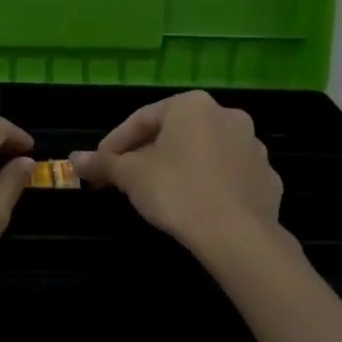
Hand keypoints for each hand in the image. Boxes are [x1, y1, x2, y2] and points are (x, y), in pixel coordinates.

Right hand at [70, 91, 284, 255]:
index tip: (99, 165)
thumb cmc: (177, 192)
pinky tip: (195, 206)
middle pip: (175, 133)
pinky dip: (209, 185)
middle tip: (126, 179)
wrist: (238, 236)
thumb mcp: (130, 176)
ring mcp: (253, 147)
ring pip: (204, 152)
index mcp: (192, 105)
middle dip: (148, 154)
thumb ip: (102, 163)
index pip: (142, 118)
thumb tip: (74, 159)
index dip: (115, 143)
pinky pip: (228, 176)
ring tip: (160, 194)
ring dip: (180, 167)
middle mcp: (227, 116)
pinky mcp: (268, 179)